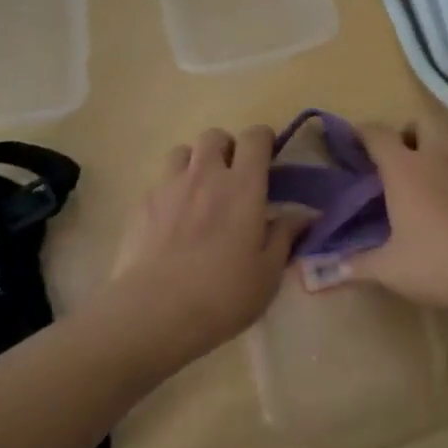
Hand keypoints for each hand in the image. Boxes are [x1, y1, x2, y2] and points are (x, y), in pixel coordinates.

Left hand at [110, 125, 296, 359]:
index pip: (254, 137)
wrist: (154, 312)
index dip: (263, 140)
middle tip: (232, 178)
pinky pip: (159, 182)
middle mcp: (206, 175)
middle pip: (215, 136)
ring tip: (198, 192)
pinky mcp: (141, 204)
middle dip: (226, 148)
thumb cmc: (223, 294)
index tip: (267, 159)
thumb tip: (306, 215)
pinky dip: (170, 191)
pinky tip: (171, 221)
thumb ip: (285, 236)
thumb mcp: (268, 273)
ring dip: (194, 163)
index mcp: (243, 186)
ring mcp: (169, 186)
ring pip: (182, 152)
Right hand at [317, 116, 447, 320]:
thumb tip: (326, 270)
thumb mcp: (392, 270)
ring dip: (442, 136)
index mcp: (405, 169)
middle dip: (408, 131)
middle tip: (402, 155)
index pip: (378, 135)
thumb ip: (357, 265)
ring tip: (436, 161)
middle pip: (421, 121)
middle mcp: (437, 154)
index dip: (363, 132)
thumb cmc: (440, 264)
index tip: (354, 137)